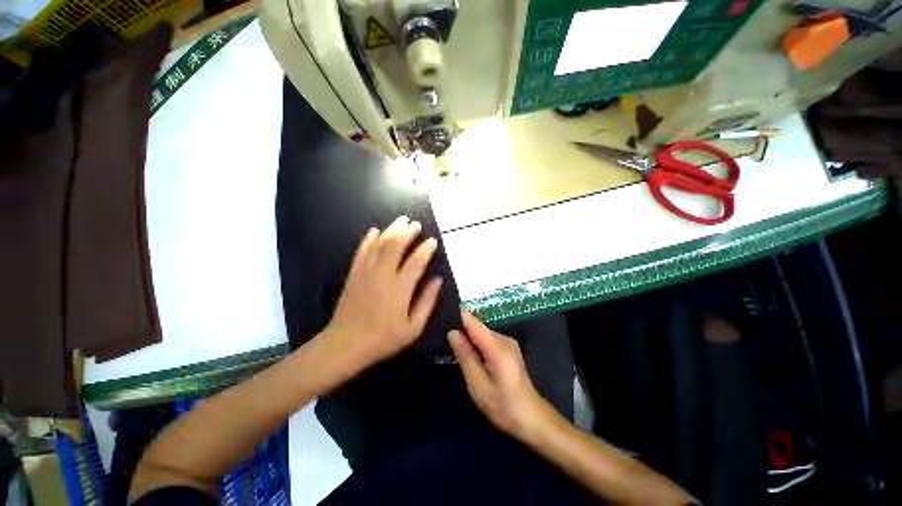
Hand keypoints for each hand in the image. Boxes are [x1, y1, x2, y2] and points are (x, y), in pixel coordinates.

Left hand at [325, 216, 442, 371]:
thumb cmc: (384, 338)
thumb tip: (437, 280)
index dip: (426, 250)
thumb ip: (427, 301)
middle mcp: (382, 275)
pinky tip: (375, 231)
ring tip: (402, 220)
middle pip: (395, 246)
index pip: (416, 262)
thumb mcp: (413, 327)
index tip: (432, 241)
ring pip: (379, 244)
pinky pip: (362, 251)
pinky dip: (368, 239)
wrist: (346, 344)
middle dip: (408, 232)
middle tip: (417, 224)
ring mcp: (365, 273)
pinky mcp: (354, 274)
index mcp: (399, 289)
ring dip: (391, 230)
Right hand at [448, 310, 554, 441]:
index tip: (442, 312)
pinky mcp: (509, 348)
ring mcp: (508, 342)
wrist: (532, 418)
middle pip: (478, 327)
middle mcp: (504, 339)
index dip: (459, 315)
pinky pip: (488, 340)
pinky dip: (477, 344)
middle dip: (462, 330)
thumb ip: (465, 356)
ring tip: (452, 345)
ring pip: (482, 333)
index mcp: (498, 348)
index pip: (475, 323)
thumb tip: (452, 332)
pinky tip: (469, 354)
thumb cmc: (503, 406)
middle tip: (442, 336)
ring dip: (469, 338)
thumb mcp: (478, 385)